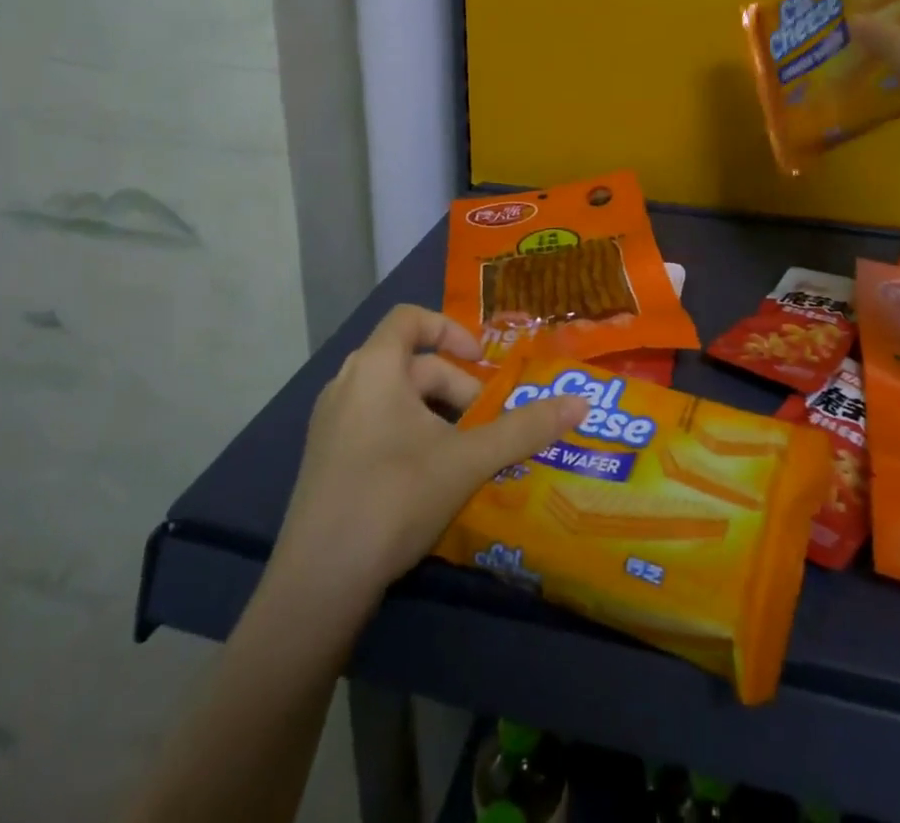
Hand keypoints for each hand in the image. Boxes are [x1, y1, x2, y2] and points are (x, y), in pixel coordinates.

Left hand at [271, 305, 587, 600]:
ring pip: (394, 398)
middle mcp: (346, 384)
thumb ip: (524, 429)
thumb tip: (581, 402)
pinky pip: (375, 425)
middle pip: (411, 364)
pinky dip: (409, 435)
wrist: (319, 582)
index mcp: (375, 367)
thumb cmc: (394, 498)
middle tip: (487, 426)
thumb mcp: (468, 461)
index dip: (451, 329)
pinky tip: (430, 479)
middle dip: (456, 388)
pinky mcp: (325, 459)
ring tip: (466, 453)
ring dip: (436, 415)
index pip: (411, 318)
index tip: (482, 362)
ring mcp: (330, 424)